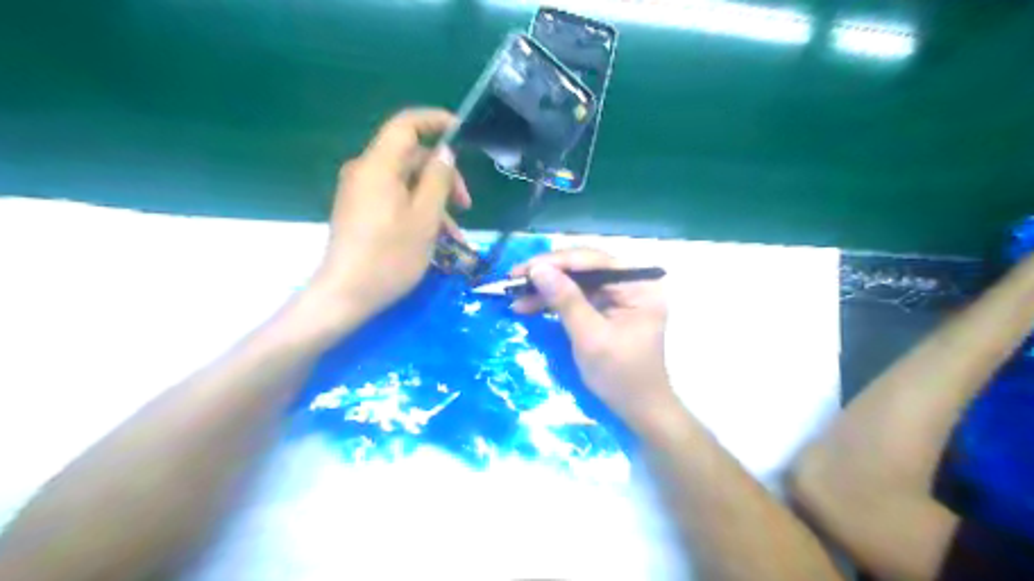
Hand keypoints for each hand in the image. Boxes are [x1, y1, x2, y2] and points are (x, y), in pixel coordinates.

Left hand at [306, 106, 468, 321]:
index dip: (436, 121)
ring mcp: (360, 193)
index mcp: (378, 166)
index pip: (407, 124)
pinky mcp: (360, 212)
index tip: (463, 134)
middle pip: (410, 157)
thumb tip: (445, 152)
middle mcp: (365, 172)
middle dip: (443, 176)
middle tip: (466, 205)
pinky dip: (417, 212)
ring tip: (455, 235)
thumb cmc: (389, 256)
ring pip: (406, 183)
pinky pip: (395, 200)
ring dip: (434, 202)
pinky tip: (436, 239)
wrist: (345, 295)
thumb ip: (438, 179)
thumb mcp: (424, 218)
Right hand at [511, 248, 675, 433]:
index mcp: (639, 285)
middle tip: (514, 279)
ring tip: (515, 295)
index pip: (595, 261)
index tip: (525, 269)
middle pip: (585, 267)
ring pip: (577, 281)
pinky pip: (577, 296)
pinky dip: (554, 301)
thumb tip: (538, 269)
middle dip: (548, 273)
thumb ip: (566, 300)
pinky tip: (529, 305)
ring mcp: (619, 295)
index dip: (557, 262)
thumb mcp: (590, 337)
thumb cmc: (620, 375)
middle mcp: (631, 282)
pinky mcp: (607, 308)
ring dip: (547, 288)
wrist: (638, 409)